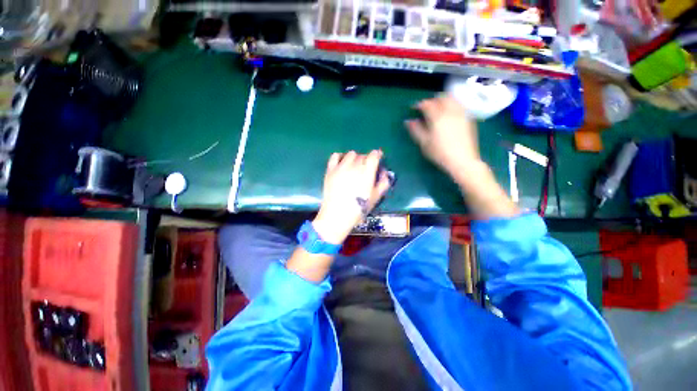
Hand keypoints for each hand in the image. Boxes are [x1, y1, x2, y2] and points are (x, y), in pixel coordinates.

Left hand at [313, 150, 391, 243]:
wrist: (337, 215)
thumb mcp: (375, 198)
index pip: (374, 155)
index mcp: (367, 172)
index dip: (377, 155)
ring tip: (354, 167)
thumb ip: (383, 183)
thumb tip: (384, 173)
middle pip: (363, 155)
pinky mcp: (330, 170)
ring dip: (355, 158)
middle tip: (366, 169)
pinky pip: (335, 156)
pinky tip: (342, 164)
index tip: (378, 158)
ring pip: (351, 154)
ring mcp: (341, 167)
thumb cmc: (358, 209)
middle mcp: (354, 166)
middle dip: (367, 160)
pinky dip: (340, 157)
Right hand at [405, 94, 482, 177]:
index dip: (419, 104)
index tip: (414, 108)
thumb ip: (416, 130)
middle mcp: (450, 111)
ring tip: (438, 108)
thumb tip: (408, 121)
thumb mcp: (424, 143)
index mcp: (437, 117)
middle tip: (426, 107)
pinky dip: (452, 105)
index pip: (427, 104)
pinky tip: (449, 113)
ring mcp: (461, 114)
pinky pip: (459, 105)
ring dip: (443, 100)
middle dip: (432, 100)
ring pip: (452, 99)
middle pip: (441, 98)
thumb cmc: (440, 153)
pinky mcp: (468, 119)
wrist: (462, 160)